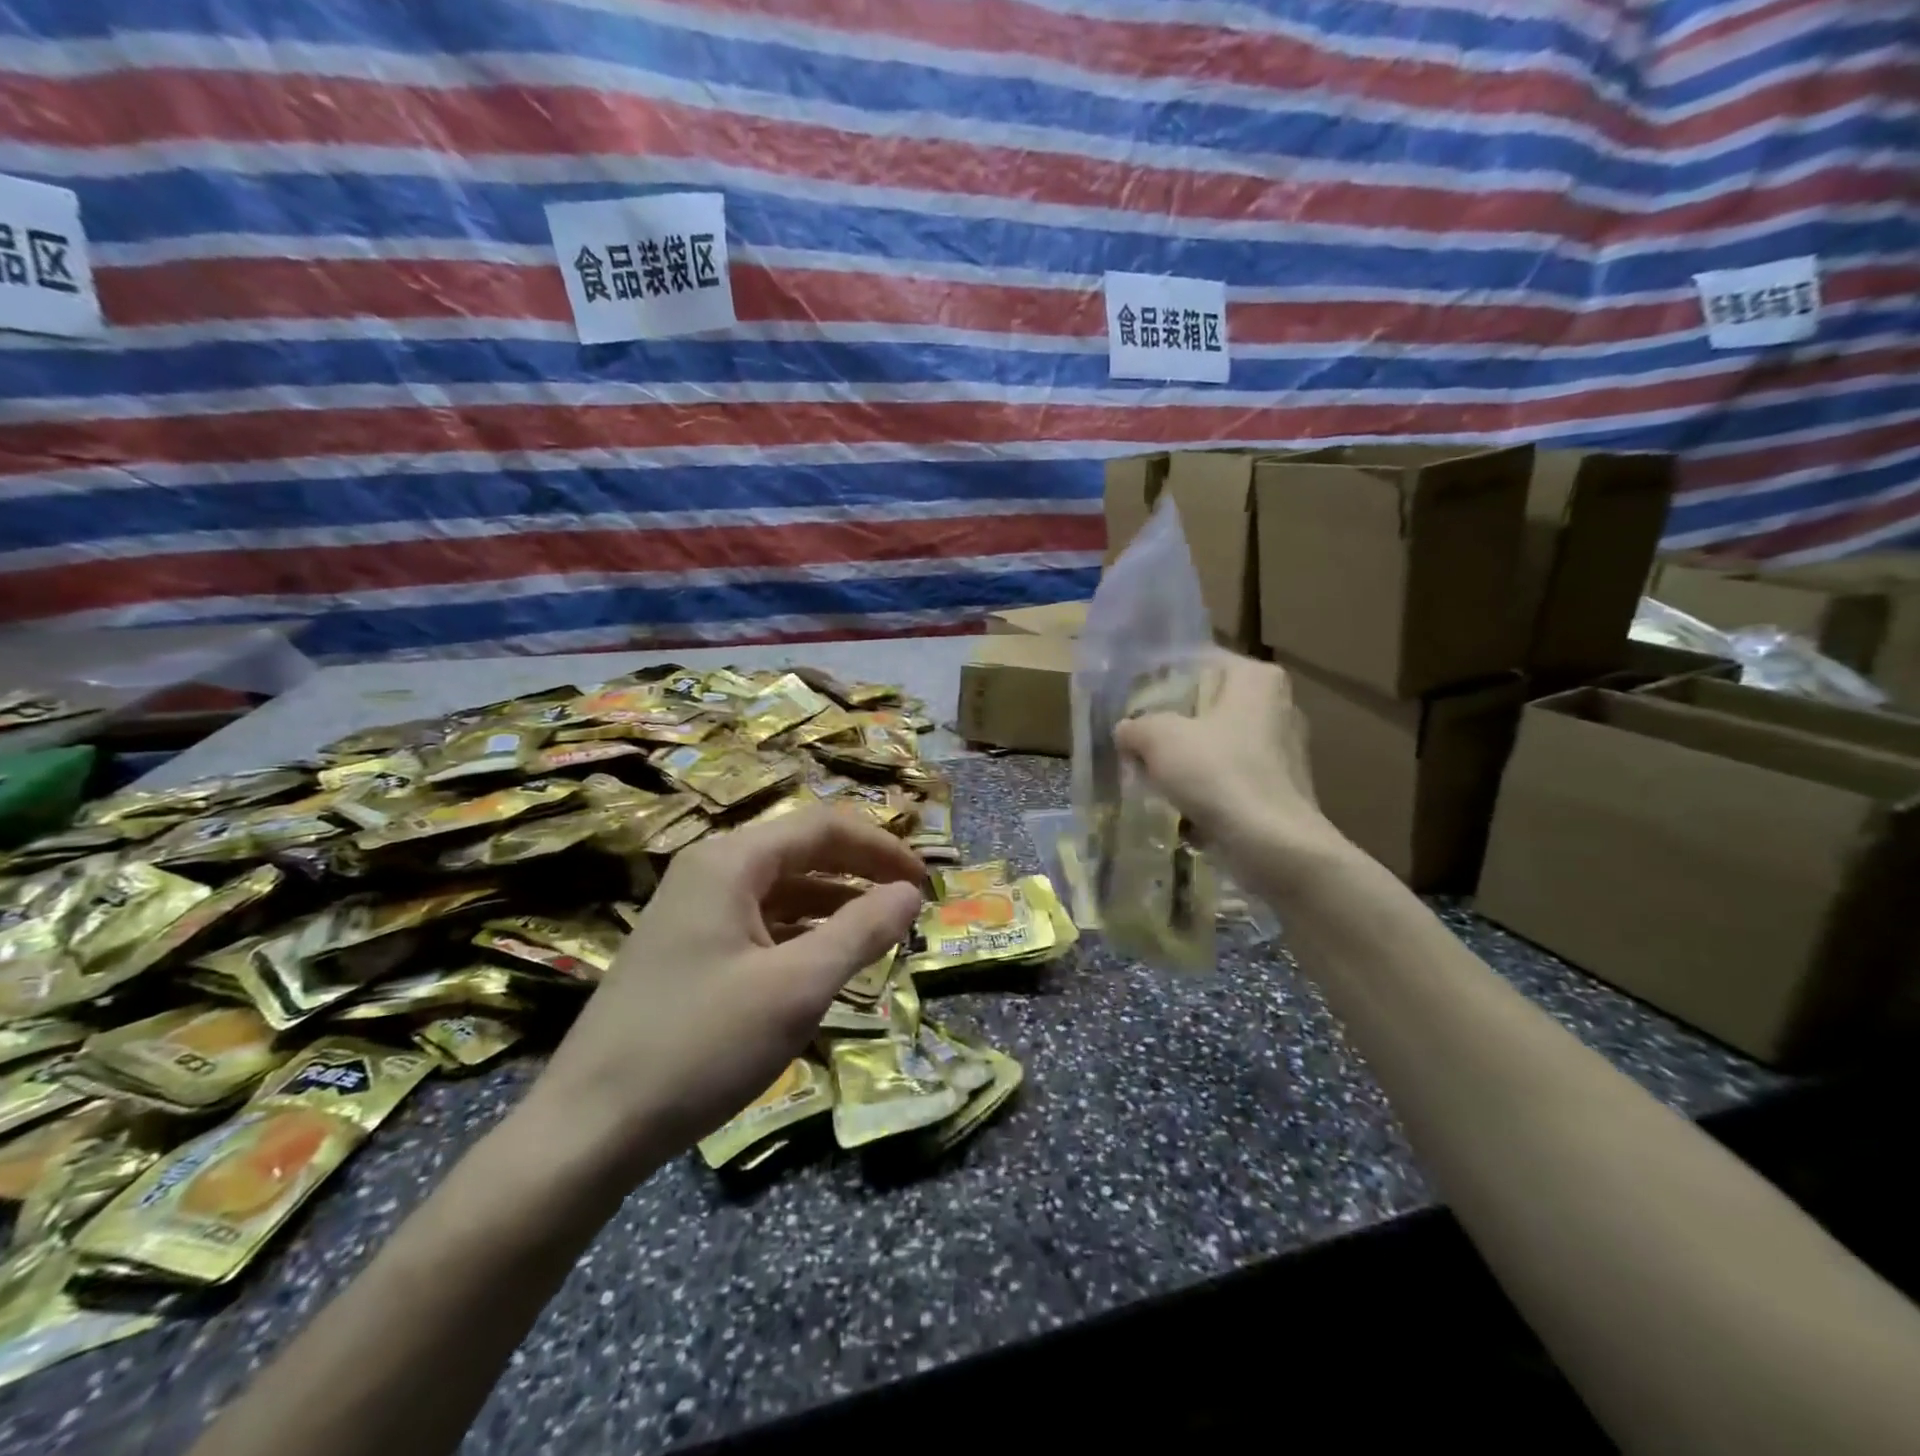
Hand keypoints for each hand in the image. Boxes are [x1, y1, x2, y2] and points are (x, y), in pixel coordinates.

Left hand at [523, 807, 926, 1174]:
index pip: (824, 827)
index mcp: (730, 861)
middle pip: (802, 852)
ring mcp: (692, 909)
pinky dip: (801, 933)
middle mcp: (709, 870)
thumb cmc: (700, 1046)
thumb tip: (910, 893)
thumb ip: (861, 931)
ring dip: (834, 905)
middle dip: (860, 873)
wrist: (588, 1128)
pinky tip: (825, 963)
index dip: (882, 848)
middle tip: (909, 906)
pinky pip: (759, 922)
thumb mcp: (797, 988)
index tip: (925, 883)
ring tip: (879, 935)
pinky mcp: (686, 948)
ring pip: (781, 889)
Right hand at [1114, 651, 1348, 882]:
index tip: (1130, 701)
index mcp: (1256, 679)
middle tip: (1134, 739)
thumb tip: (1127, 730)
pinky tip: (1178, 804)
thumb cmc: (1217, 773)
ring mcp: (1283, 749)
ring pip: (1217, 743)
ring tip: (1149, 775)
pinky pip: (1230, 776)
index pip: (1199, 662)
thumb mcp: (1159, 738)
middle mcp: (1277, 706)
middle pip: (1207, 705)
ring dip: (1185, 758)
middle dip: (1170, 723)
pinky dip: (1205, 786)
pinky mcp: (1280, 787)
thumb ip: (1136, 726)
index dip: (1159, 679)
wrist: (1273, 845)